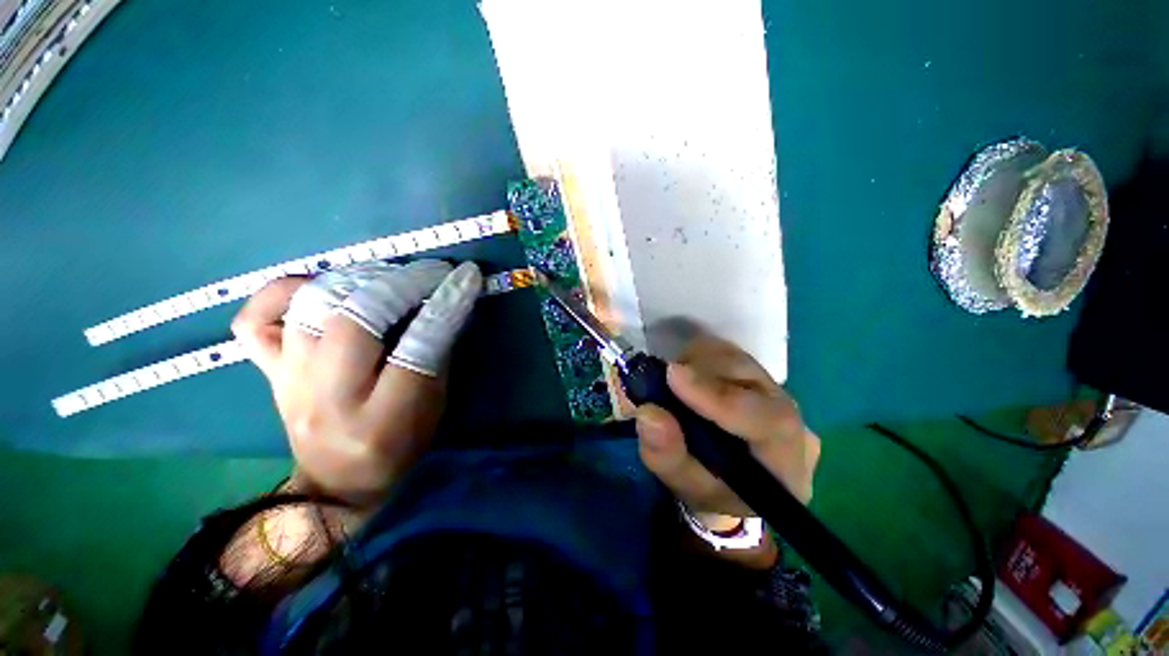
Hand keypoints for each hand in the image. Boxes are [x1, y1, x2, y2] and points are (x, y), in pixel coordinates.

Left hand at [231, 260, 481, 506]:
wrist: (339, 483)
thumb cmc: (400, 446)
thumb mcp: (435, 404)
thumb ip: (438, 351)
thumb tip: (444, 302)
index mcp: (384, 416)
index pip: (418, 345)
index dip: (445, 304)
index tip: (464, 277)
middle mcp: (329, 397)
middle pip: (355, 319)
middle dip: (400, 284)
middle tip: (429, 274)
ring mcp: (289, 382)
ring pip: (309, 307)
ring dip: (356, 280)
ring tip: (387, 277)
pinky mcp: (268, 373)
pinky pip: (255, 320)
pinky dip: (283, 291)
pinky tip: (318, 286)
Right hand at [635, 336, 819, 565]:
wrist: (731, 482)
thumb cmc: (711, 492)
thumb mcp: (684, 486)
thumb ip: (666, 455)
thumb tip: (647, 412)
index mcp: (787, 464)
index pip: (770, 421)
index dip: (720, 396)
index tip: (673, 376)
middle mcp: (793, 421)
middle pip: (754, 379)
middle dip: (702, 372)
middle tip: (662, 379)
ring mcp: (778, 393)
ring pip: (738, 358)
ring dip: (698, 363)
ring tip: (673, 384)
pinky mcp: (758, 375)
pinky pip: (728, 353)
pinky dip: (699, 358)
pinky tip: (687, 378)